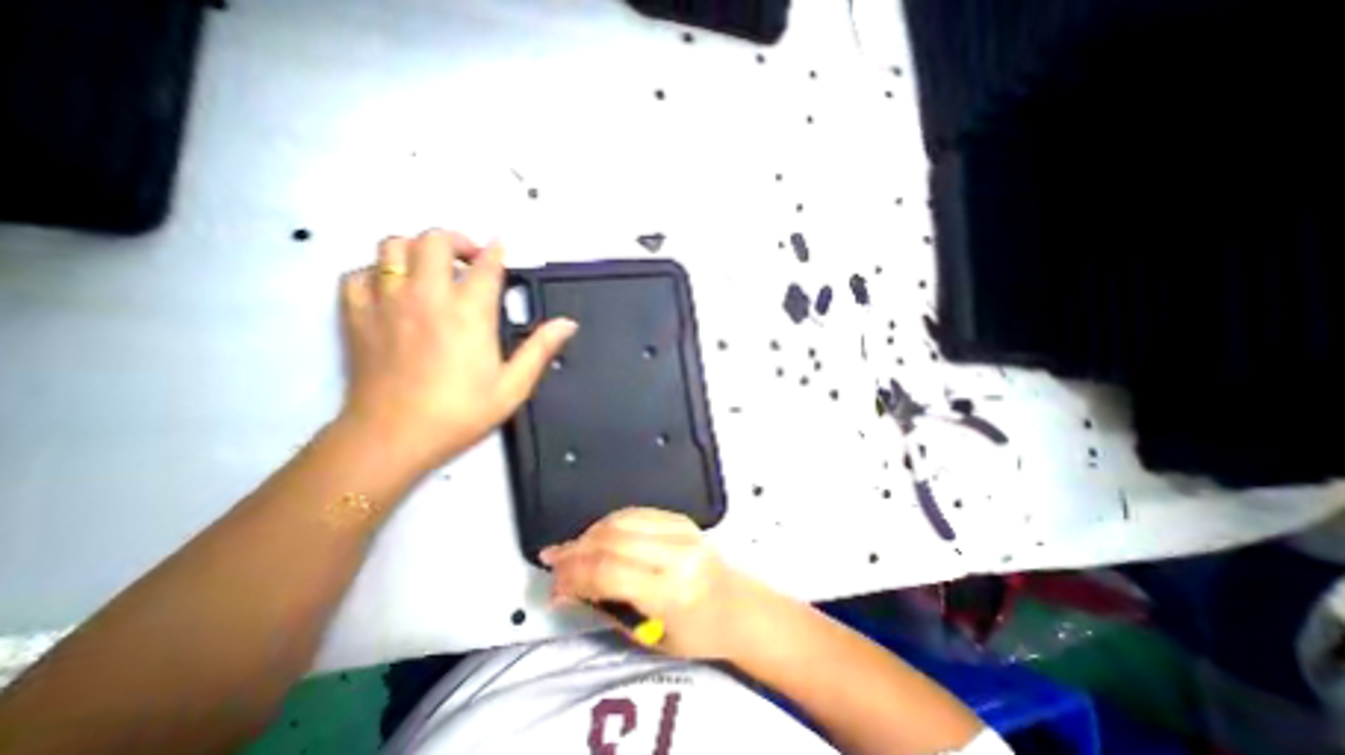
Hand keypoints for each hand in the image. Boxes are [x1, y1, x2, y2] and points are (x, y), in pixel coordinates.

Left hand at [338, 231, 574, 470]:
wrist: (392, 437)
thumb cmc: (460, 412)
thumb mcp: (513, 386)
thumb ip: (540, 349)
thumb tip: (567, 324)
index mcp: (469, 313)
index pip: (486, 266)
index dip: (497, 252)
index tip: (502, 247)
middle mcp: (427, 296)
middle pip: (435, 240)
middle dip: (457, 240)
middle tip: (471, 259)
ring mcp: (386, 301)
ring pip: (392, 246)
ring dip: (416, 249)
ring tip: (432, 268)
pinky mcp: (356, 314)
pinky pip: (359, 273)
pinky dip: (378, 272)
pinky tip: (393, 290)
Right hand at [541, 507, 767, 659]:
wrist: (736, 605)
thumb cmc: (696, 633)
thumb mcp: (649, 635)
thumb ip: (607, 606)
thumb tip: (568, 587)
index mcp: (671, 590)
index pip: (609, 572)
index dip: (574, 576)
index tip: (554, 585)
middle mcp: (676, 553)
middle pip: (612, 540)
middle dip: (575, 551)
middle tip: (554, 562)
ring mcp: (681, 530)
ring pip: (621, 520)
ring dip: (589, 533)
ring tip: (571, 549)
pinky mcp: (681, 518)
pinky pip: (636, 512)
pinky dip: (610, 522)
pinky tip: (597, 534)